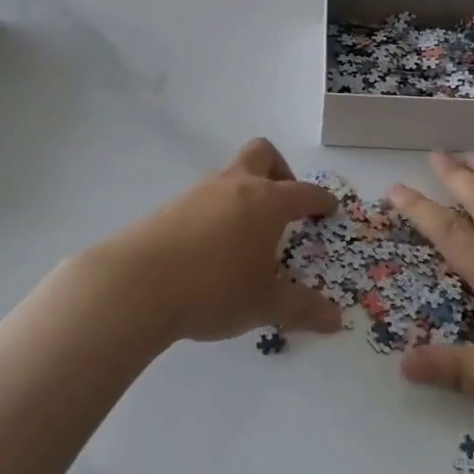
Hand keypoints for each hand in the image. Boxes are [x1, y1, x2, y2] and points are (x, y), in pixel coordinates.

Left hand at [88, 139, 341, 345]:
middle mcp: (235, 185)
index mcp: (266, 202)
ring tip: (248, 233)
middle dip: (280, 170)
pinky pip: (205, 197)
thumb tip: (336, 320)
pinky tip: (213, 246)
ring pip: (230, 174)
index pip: (303, 191)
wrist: (137, 284)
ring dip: (245, 192)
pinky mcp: (170, 206)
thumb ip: (301, 308)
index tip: (329, 208)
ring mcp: (199, 192)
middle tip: (285, 204)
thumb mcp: (264, 304)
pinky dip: (218, 210)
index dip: (320, 199)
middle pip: (262, 154)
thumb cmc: (214, 288)